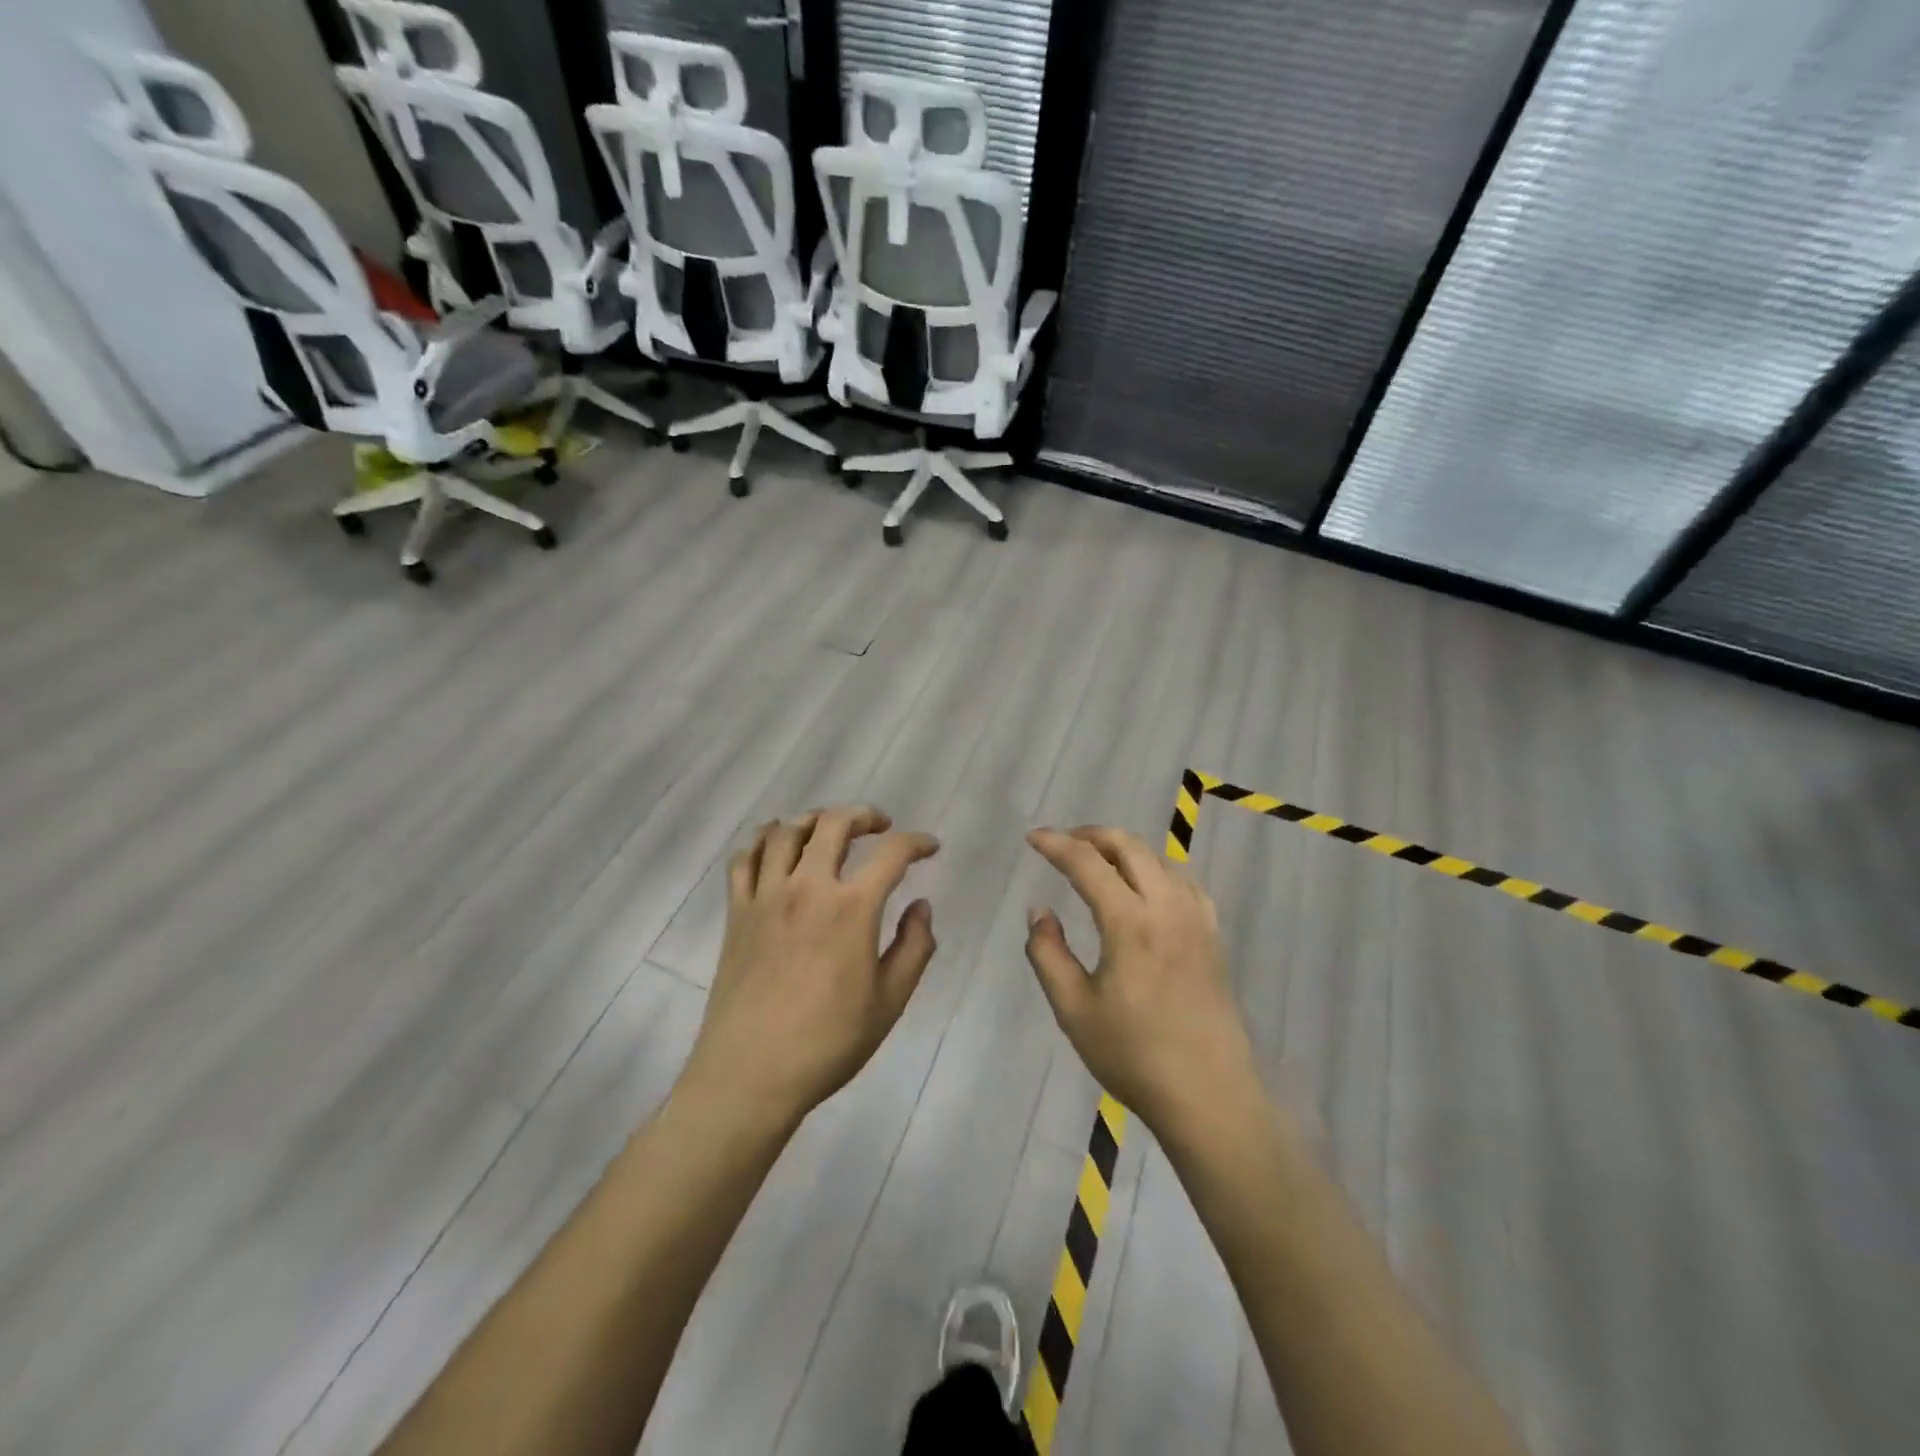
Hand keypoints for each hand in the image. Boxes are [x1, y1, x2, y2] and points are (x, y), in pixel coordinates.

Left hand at [682, 807, 939, 1128]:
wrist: (750, 1074)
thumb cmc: (828, 1042)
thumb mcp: (890, 1001)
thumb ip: (914, 946)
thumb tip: (921, 905)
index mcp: (852, 908)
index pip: (892, 854)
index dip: (917, 843)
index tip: (930, 847)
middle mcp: (808, 887)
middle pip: (833, 824)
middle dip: (863, 815)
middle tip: (880, 825)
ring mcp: (766, 896)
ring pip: (785, 832)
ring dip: (813, 819)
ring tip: (829, 829)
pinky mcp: (737, 912)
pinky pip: (744, 859)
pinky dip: (761, 840)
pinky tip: (775, 843)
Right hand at [1025, 826, 1257, 1138]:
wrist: (1208, 1094)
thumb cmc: (1133, 1055)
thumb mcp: (1073, 1009)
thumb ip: (1047, 953)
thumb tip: (1039, 911)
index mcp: (1130, 923)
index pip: (1087, 863)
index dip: (1056, 844)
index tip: (1032, 837)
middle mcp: (1167, 907)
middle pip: (1129, 846)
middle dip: (1091, 835)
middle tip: (1063, 844)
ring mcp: (1196, 918)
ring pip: (1160, 858)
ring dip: (1125, 848)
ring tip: (1098, 861)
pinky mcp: (1213, 935)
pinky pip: (1184, 880)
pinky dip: (1157, 868)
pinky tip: (1146, 885)